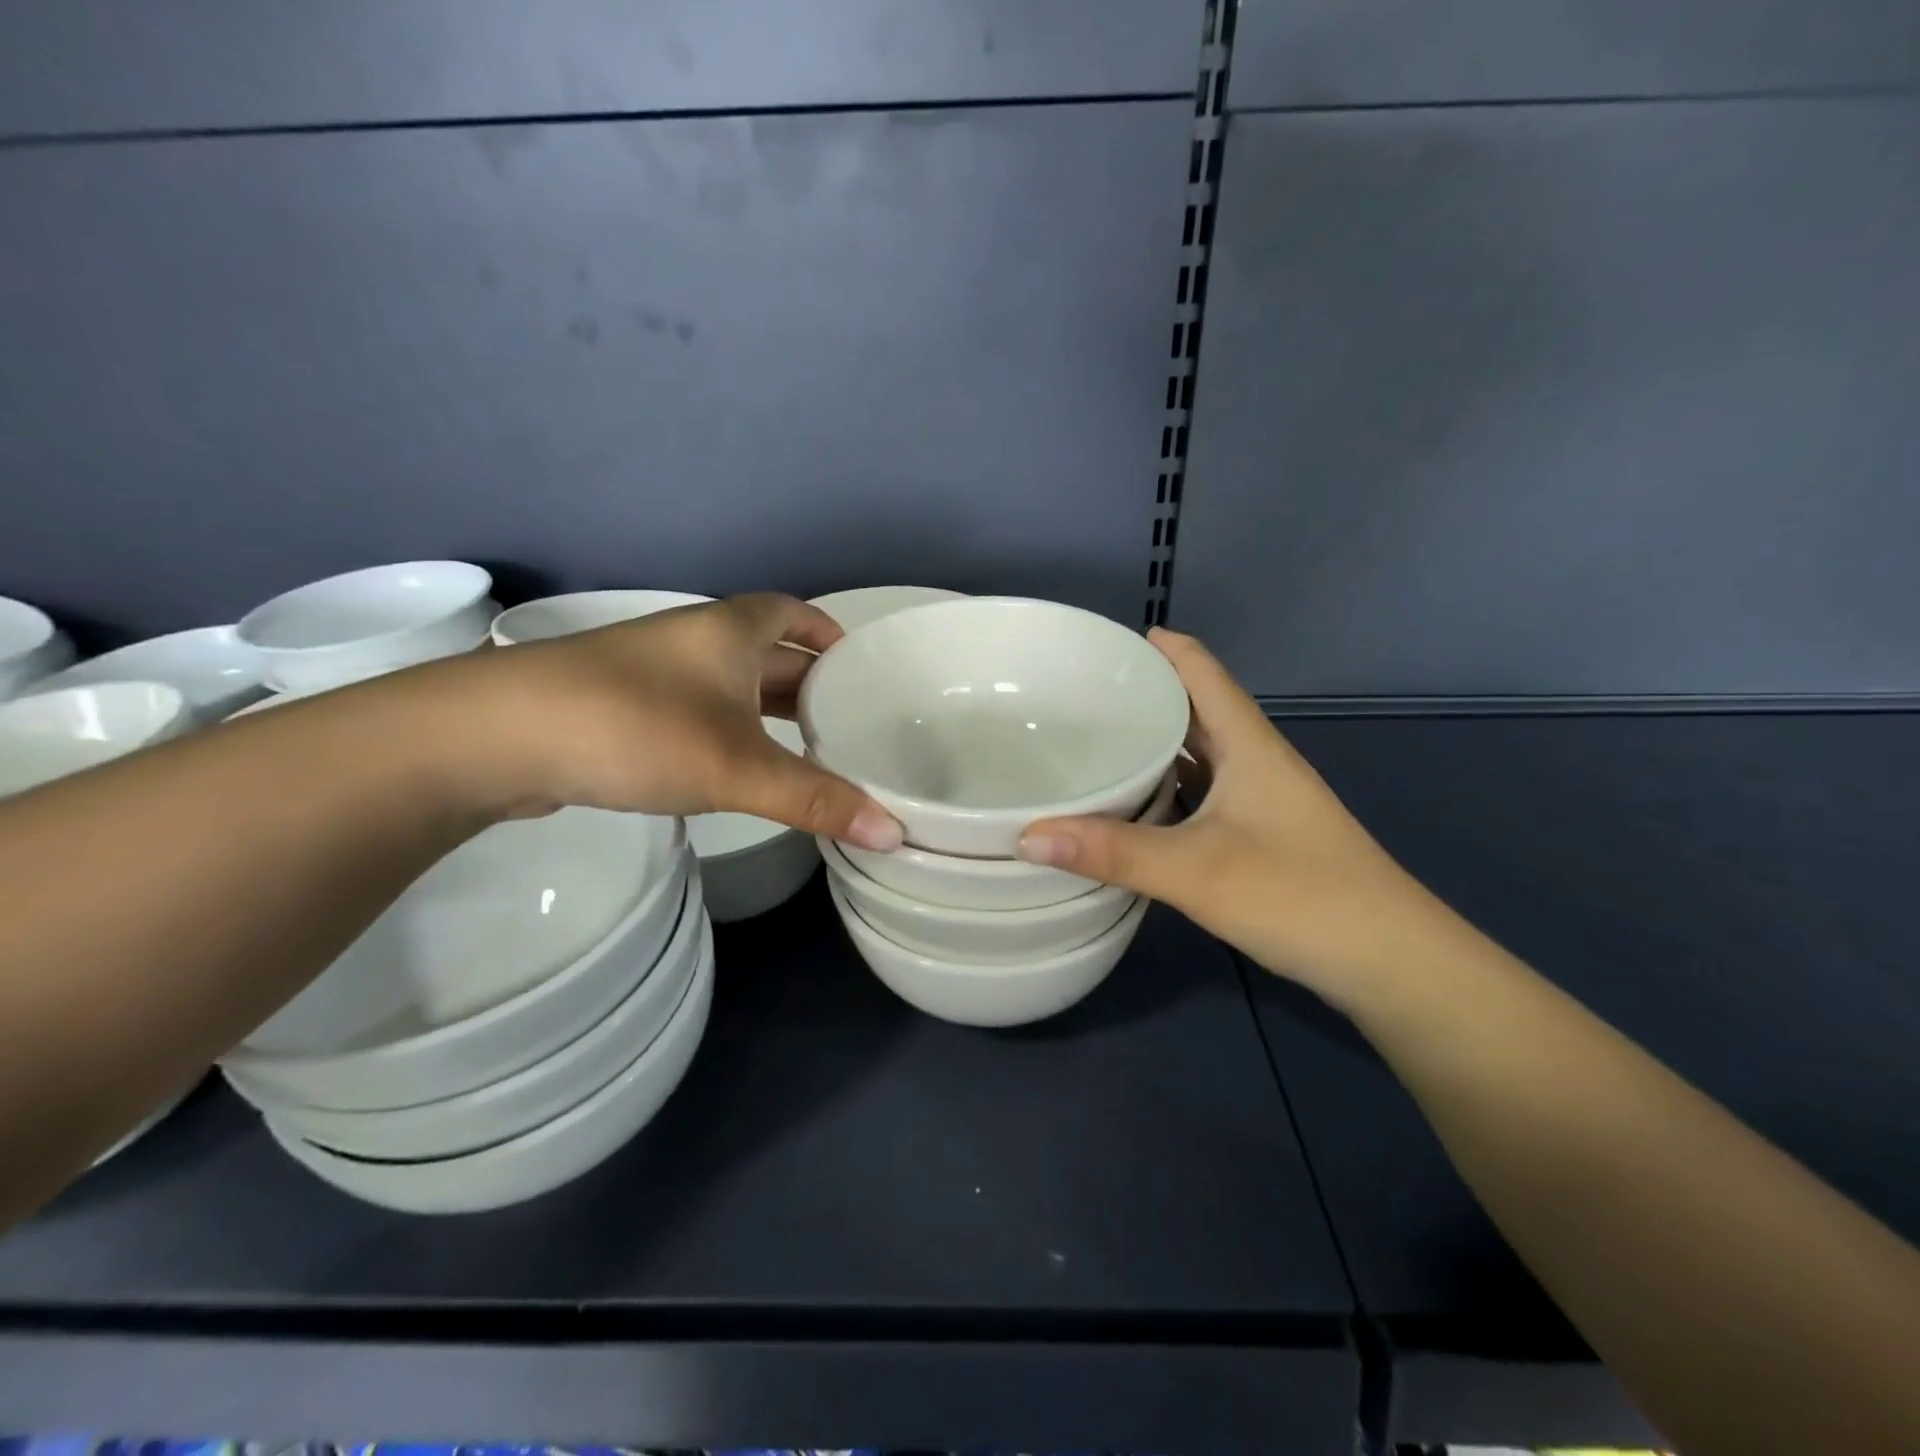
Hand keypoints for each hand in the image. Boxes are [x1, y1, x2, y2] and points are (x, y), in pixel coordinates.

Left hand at [418, 593, 904, 849]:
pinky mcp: (622, 708)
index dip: (827, 632)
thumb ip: (816, 800)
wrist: (497, 736)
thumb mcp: (738, 768)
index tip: (858, 665)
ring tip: (808, 747)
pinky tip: (737, 765)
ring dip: (767, 708)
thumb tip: (895, 833)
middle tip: (849, 719)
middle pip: (766, 651)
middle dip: (808, 681)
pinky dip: (729, 730)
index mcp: (729, 632)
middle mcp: (694, 641)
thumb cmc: (637, 728)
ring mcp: (653, 673)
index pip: (792, 613)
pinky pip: (697, 710)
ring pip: (729, 684)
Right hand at [1017, 629, 1447, 1005]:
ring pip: (1197, 755)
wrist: (1391, 963)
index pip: (1200, 669)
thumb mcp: (1196, 870)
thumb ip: (1112, 851)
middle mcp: (1255, 761)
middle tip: (1074, 696)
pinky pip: (1200, 794)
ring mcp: (1260, 801)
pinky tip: (1131, 806)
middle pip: (1194, 708)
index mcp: (1248, 744)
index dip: (1157, 647)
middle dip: (1141, 694)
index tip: (1099, 642)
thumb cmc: (1300, 896)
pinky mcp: (1260, 837)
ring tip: (1092, 743)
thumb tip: (1025, 835)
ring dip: (1152, 743)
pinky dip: (1164, 789)